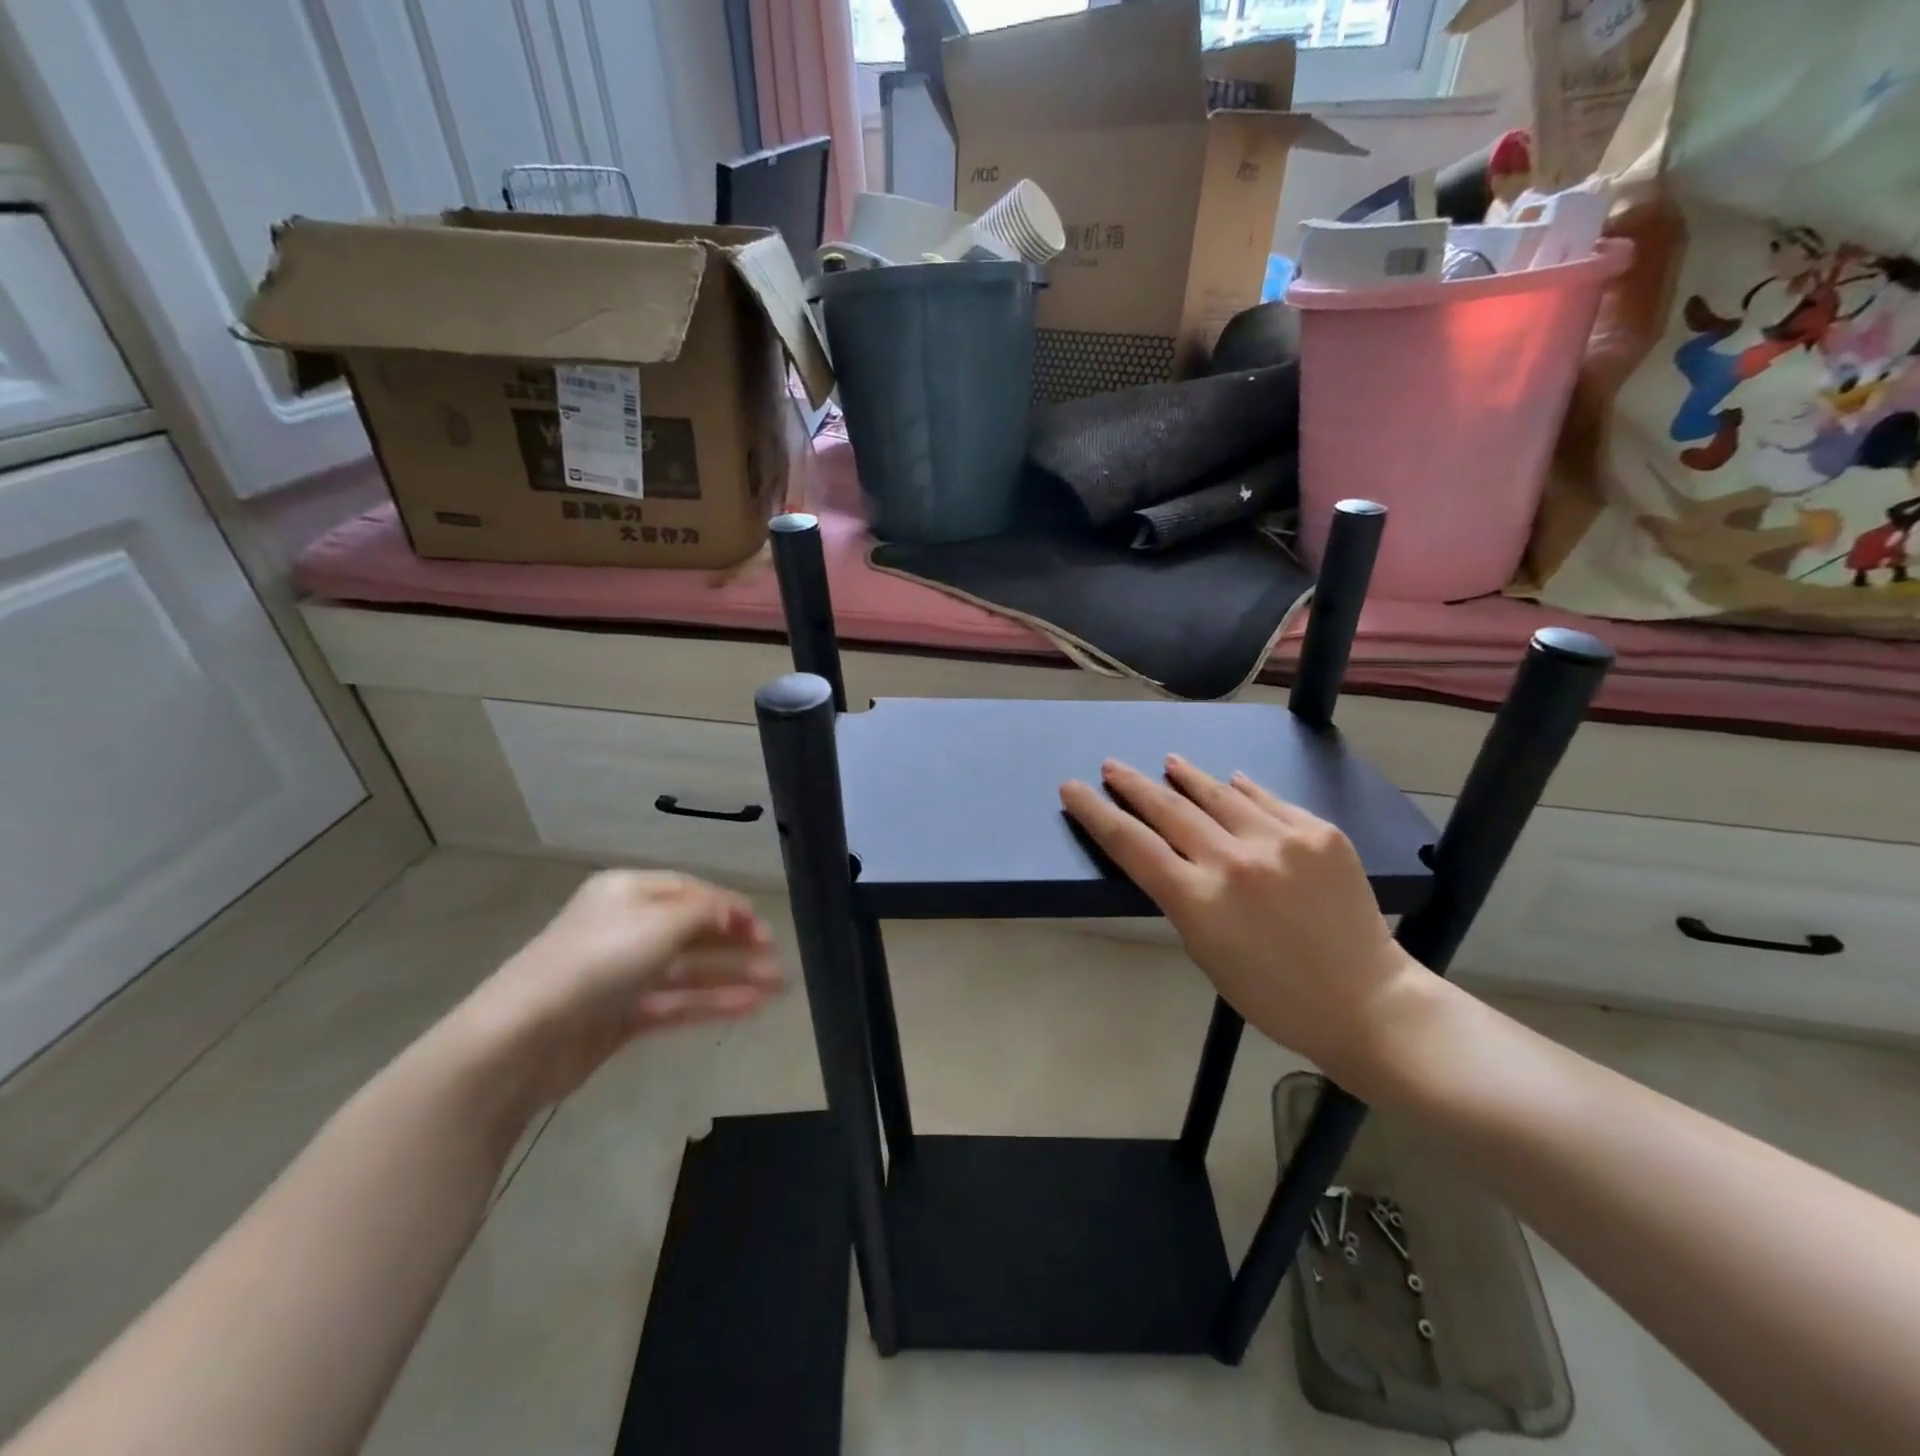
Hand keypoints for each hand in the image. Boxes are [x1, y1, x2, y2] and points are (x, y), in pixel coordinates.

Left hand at [457, 871, 783, 1106]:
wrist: (523, 1037)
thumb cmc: (598, 961)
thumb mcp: (659, 923)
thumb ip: (705, 913)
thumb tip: (733, 911)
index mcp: (627, 893)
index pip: (689, 891)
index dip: (728, 905)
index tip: (762, 925)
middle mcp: (626, 929)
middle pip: (692, 931)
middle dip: (736, 942)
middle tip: (776, 956)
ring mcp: (623, 975)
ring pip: (689, 970)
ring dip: (733, 976)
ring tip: (778, 985)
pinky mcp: (621, 1016)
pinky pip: (676, 1002)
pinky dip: (711, 1003)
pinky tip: (749, 1007)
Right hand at [1060, 755, 1432, 1093]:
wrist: (1367, 1001)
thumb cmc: (1274, 996)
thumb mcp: (1207, 954)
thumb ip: (1185, 897)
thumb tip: (1177, 852)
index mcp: (1198, 901)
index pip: (1131, 844)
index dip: (1096, 812)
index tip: (1073, 789)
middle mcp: (1234, 862)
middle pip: (1168, 809)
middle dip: (1133, 785)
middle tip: (1112, 766)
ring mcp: (1280, 842)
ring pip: (1218, 794)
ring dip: (1187, 777)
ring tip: (1169, 762)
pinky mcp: (1318, 833)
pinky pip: (1269, 802)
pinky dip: (1243, 791)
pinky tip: (1231, 781)